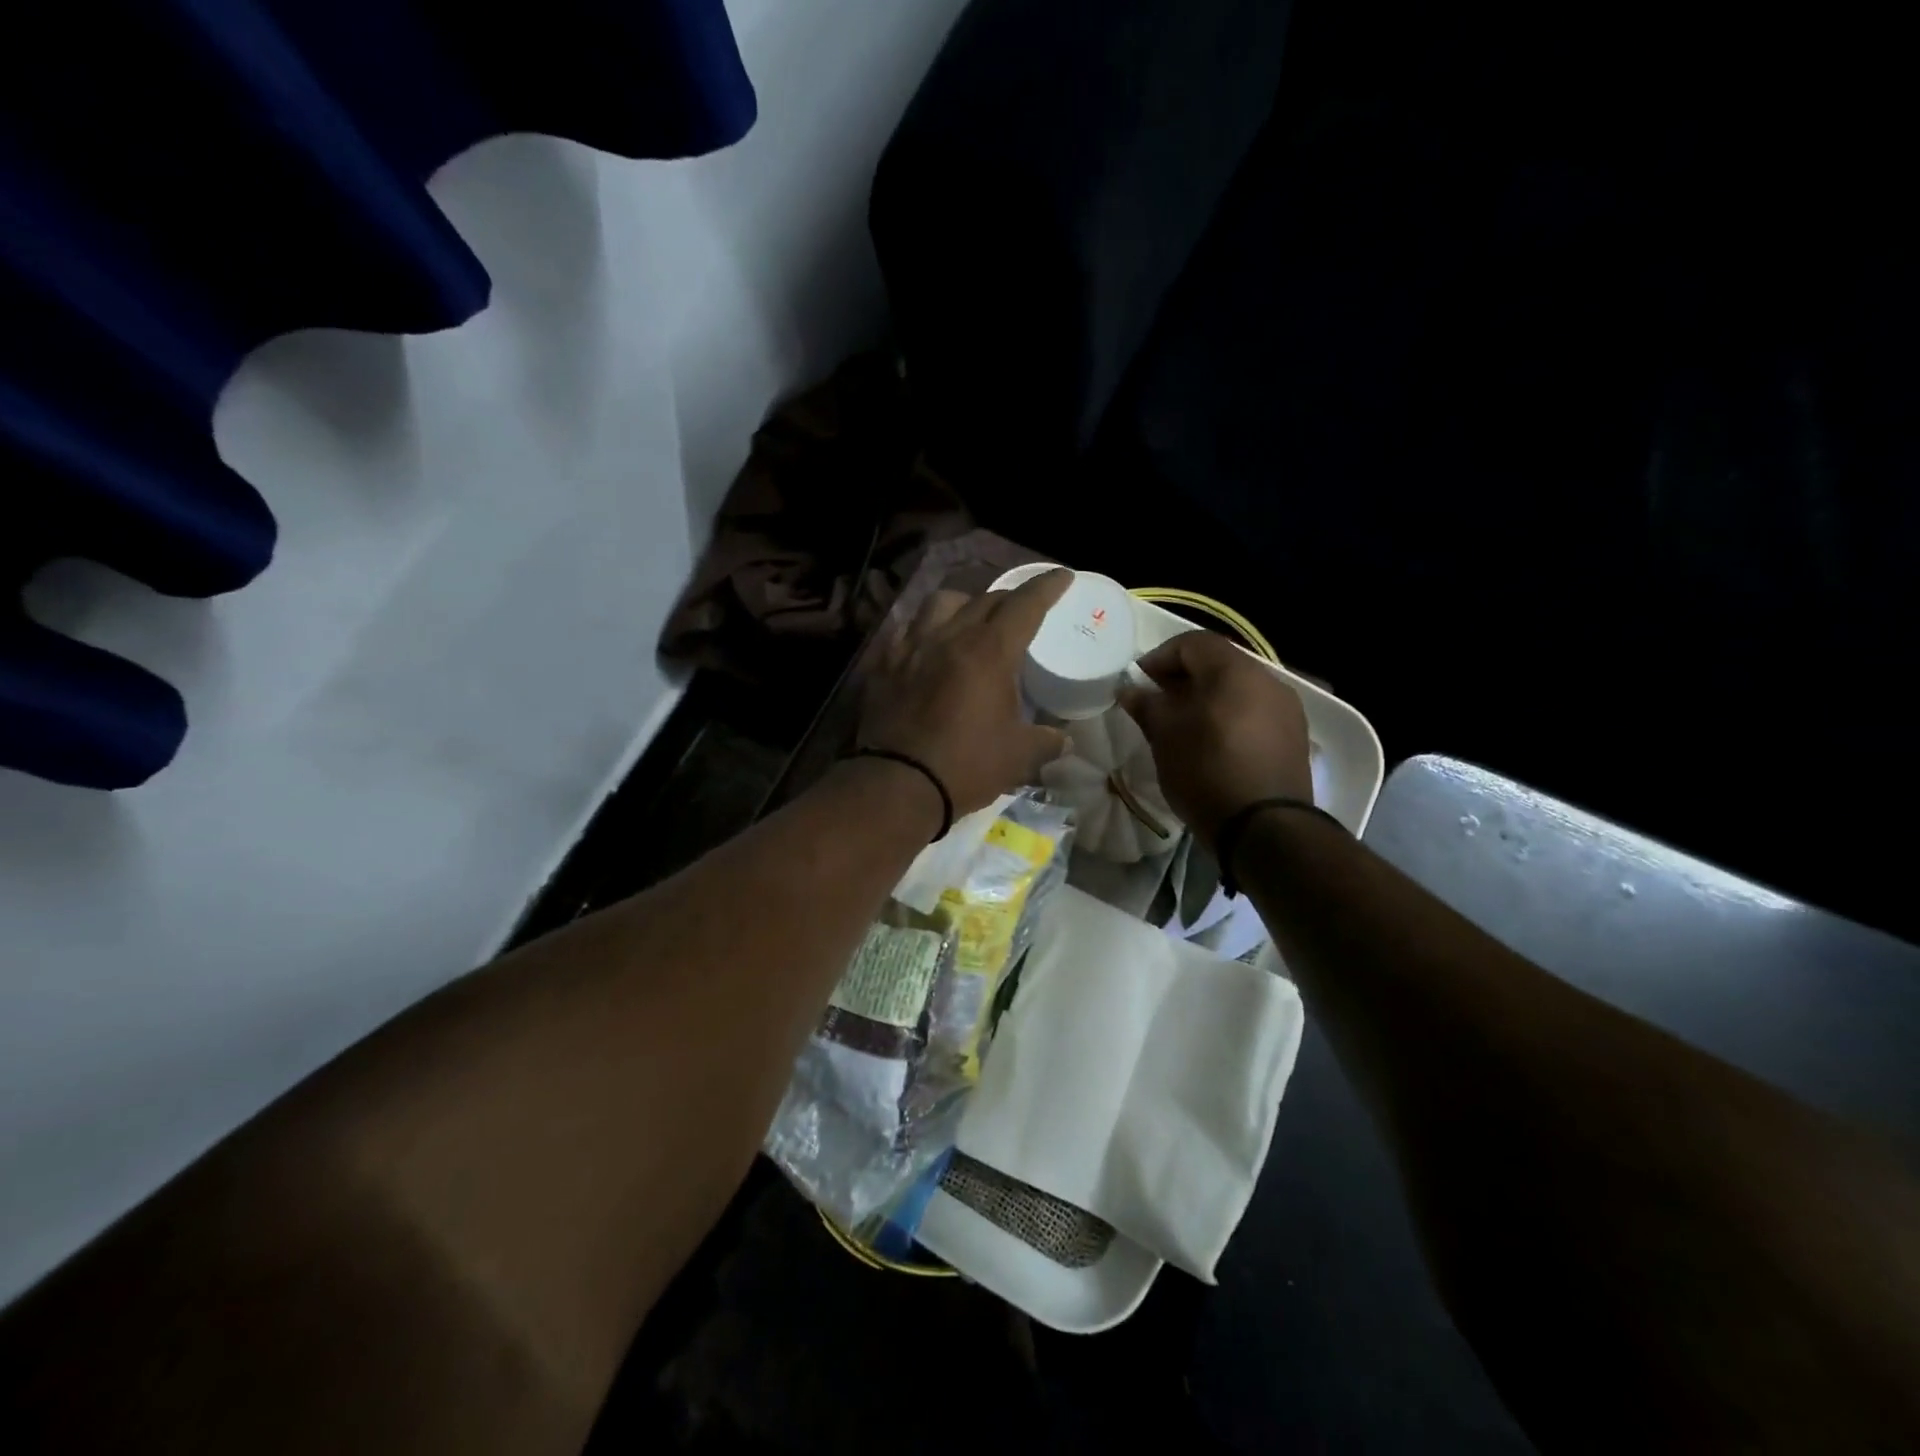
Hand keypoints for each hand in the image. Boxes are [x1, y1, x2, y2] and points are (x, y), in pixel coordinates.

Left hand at [858, 570, 1073, 816]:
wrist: (898, 784)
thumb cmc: (966, 766)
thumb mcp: (1018, 757)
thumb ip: (1046, 741)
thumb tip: (1065, 741)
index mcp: (989, 651)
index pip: (1024, 605)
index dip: (1046, 587)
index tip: (1062, 576)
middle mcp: (950, 637)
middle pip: (984, 599)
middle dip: (1009, 599)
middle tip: (1022, 611)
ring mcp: (912, 647)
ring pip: (940, 603)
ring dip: (963, 604)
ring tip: (969, 621)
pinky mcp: (885, 665)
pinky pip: (907, 630)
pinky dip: (925, 630)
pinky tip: (928, 646)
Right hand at [1118, 630, 1313, 847]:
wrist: (1266, 829)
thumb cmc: (1207, 771)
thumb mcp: (1165, 737)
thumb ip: (1147, 705)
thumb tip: (1131, 689)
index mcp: (1235, 670)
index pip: (1192, 643)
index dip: (1159, 657)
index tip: (1138, 683)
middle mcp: (1268, 679)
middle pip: (1218, 663)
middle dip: (1182, 678)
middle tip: (1156, 703)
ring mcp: (1287, 708)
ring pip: (1238, 689)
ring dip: (1207, 698)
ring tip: (1182, 727)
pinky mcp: (1294, 737)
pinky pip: (1254, 712)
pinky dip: (1229, 717)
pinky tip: (1212, 745)